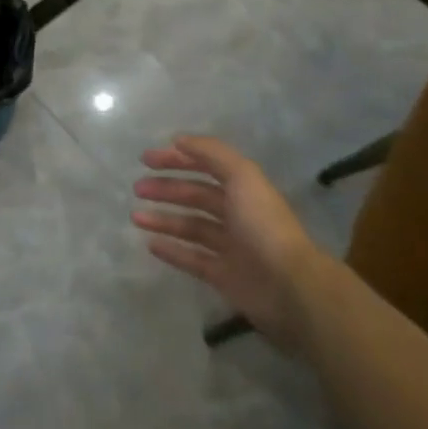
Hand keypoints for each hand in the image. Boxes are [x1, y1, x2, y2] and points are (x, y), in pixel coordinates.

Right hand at [132, 135, 324, 352]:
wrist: (291, 288)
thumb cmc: (264, 225)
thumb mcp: (242, 176)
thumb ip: (211, 153)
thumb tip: (178, 140)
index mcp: (243, 189)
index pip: (205, 166)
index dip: (177, 159)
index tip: (147, 159)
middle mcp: (237, 214)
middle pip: (196, 196)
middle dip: (166, 189)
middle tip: (137, 188)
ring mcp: (231, 247)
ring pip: (191, 227)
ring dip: (163, 219)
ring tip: (136, 217)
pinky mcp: (224, 277)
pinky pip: (193, 259)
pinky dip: (172, 251)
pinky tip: (150, 244)